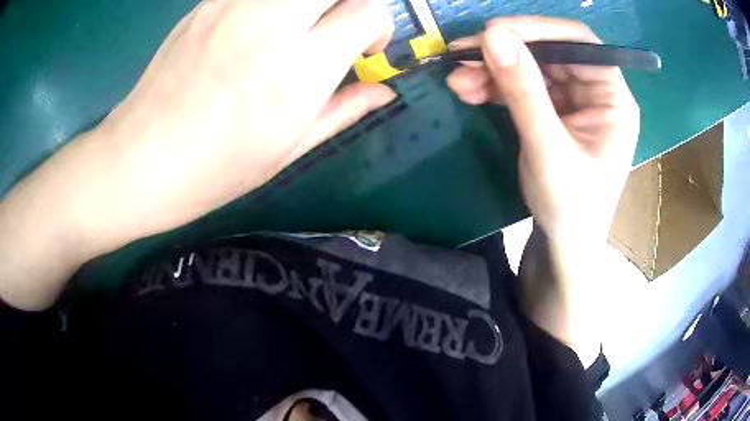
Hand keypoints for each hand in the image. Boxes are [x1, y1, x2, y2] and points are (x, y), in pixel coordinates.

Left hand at [90, 0, 394, 247]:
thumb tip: (385, 90)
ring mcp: (234, 5)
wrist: (140, 159)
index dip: (379, 24)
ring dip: (313, 2)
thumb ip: (344, 109)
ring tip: (303, 25)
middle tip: (339, 25)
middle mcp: (271, 24)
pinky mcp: (209, 2)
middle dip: (352, 1)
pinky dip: (277, 3)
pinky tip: (265, 22)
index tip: (366, 47)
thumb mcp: (287, 151)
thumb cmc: (214, 170)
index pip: (368, 11)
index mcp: (297, 71)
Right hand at [446, 17, 638, 242]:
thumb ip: (523, 92)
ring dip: (493, 70)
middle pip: (550, 52)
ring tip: (457, 80)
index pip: (579, 43)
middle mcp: (596, 92)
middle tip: (462, 55)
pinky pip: (523, 86)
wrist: (563, 244)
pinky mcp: (554, 111)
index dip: (537, 30)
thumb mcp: (548, 149)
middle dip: (506, 52)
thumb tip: (493, 36)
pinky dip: (495, 86)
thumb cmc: (570, 207)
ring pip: (531, 67)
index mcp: (613, 99)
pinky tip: (469, 90)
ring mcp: (574, 101)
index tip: (493, 32)